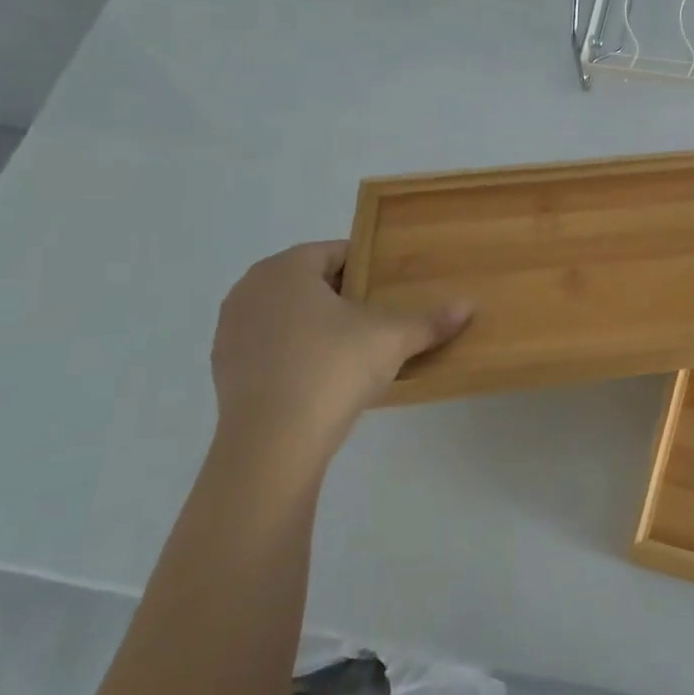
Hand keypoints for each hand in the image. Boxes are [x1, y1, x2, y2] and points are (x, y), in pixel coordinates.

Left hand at [210, 241, 470, 477]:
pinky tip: (320, 375)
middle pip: (308, 280)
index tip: (391, 286)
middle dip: (342, 293)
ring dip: (314, 322)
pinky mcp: (224, 368)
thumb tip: (469, 306)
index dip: (368, 265)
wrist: (272, 443)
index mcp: (286, 269)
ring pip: (285, 312)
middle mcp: (251, 289)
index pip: (335, 252)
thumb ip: (430, 320)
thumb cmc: (333, 368)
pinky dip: (293, 351)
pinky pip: (269, 344)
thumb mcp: (392, 340)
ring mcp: (230, 329)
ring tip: (351, 346)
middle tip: (378, 314)